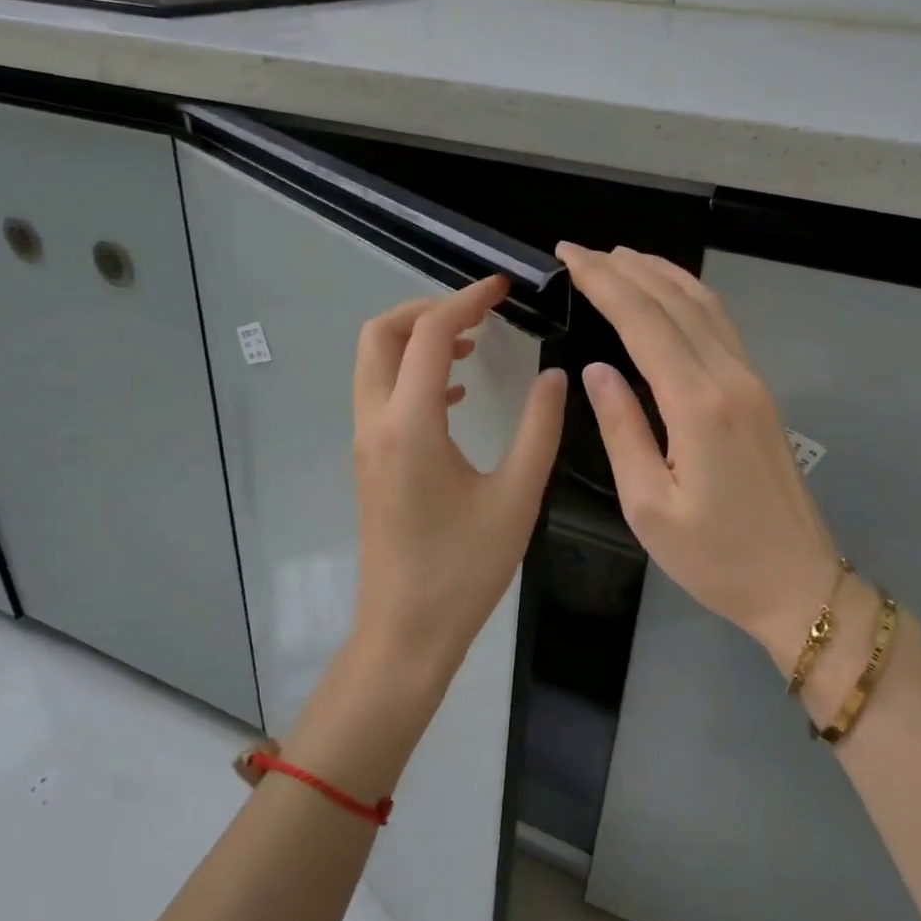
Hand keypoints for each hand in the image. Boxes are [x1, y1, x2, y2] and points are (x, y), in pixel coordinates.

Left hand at [351, 275, 566, 680]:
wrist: (406, 632)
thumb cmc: (464, 570)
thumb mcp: (516, 498)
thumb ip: (539, 429)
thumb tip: (555, 376)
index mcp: (410, 424)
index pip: (427, 334)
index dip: (466, 300)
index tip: (503, 288)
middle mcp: (376, 423)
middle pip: (380, 334)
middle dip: (426, 309)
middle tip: (479, 312)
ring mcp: (365, 442)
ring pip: (374, 363)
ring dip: (416, 339)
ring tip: (471, 343)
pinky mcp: (369, 461)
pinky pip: (381, 394)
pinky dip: (412, 374)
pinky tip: (455, 393)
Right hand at [556, 245, 859, 676]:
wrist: (799, 585)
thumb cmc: (715, 558)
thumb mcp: (648, 506)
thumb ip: (621, 429)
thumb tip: (597, 370)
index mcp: (698, 406)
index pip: (643, 323)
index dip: (603, 283)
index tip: (568, 256)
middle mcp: (729, 379)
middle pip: (673, 303)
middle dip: (624, 269)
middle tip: (581, 250)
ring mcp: (752, 382)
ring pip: (704, 307)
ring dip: (661, 274)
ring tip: (621, 256)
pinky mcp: (760, 393)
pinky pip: (721, 327)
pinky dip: (690, 297)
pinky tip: (672, 293)